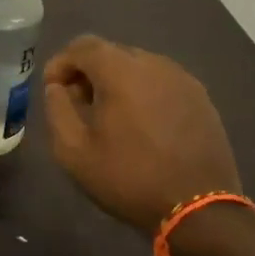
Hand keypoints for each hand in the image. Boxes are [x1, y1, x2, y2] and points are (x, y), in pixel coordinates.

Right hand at [42, 35, 242, 234]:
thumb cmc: (129, 177)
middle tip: (79, 105)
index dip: (61, 63)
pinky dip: (143, 93)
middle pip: (111, 53)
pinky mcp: (201, 98)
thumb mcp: (73, 150)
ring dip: (117, 82)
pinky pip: (161, 83)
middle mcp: (154, 63)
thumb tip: (58, 87)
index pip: (82, 46)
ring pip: (138, 67)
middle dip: (88, 72)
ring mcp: (182, 79)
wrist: (199, 209)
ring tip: (111, 117)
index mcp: (121, 70)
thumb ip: (57, 108)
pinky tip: (142, 125)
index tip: (53, 90)